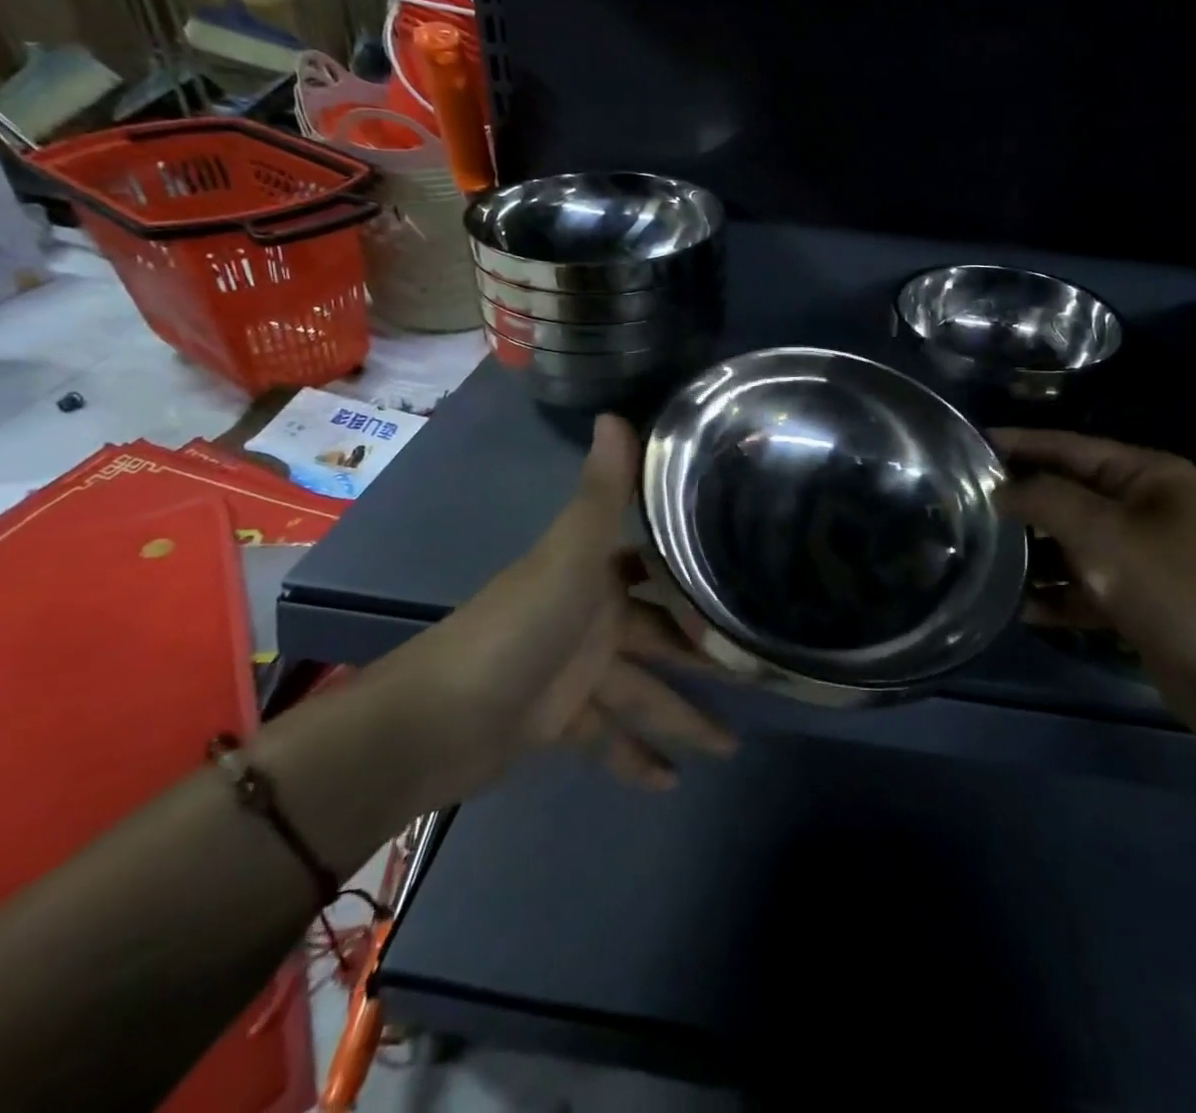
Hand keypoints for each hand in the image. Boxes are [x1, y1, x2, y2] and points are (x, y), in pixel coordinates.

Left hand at [368, 414, 736, 807]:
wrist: (435, 721)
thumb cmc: (517, 630)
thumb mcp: (569, 558)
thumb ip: (602, 495)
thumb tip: (617, 413)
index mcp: (595, 576)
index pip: (657, 568)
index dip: (696, 573)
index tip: (747, 579)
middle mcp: (590, 617)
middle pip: (662, 637)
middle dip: (705, 656)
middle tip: (760, 672)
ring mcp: (575, 672)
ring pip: (643, 692)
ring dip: (683, 717)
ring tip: (732, 744)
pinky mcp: (559, 721)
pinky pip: (608, 737)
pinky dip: (635, 757)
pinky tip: (672, 782)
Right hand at [993, 428, 1195, 737]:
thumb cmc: (1180, 589)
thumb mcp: (1105, 534)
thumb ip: (1045, 501)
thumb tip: (1000, 489)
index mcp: (1147, 475)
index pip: (1067, 447)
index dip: (1017, 444)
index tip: (966, 445)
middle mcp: (1144, 510)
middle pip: (1067, 496)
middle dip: (1019, 503)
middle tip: (959, 507)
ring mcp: (1143, 559)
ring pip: (1072, 546)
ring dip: (1032, 555)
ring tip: (979, 558)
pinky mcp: (1140, 605)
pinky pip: (1085, 589)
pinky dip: (1056, 597)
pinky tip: (1020, 608)